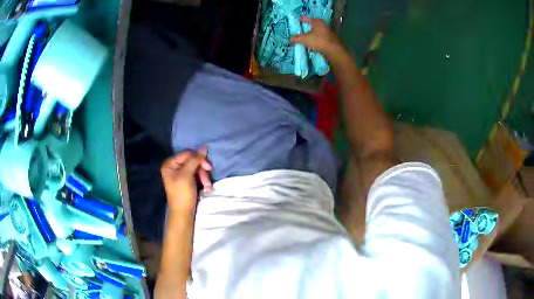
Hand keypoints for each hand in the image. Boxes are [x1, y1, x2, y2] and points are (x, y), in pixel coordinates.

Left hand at [161, 148, 211, 213]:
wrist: (184, 214)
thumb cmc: (182, 194)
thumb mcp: (187, 176)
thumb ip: (194, 160)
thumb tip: (204, 146)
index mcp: (170, 164)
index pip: (188, 154)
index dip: (199, 159)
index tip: (208, 168)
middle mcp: (174, 166)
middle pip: (193, 160)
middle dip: (202, 171)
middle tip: (207, 181)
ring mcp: (181, 173)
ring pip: (197, 168)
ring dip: (205, 177)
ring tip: (208, 187)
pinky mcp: (188, 180)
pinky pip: (198, 174)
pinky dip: (203, 180)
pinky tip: (207, 188)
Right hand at [290, 17, 344, 59]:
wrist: (334, 51)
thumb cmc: (319, 41)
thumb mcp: (305, 39)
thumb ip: (296, 38)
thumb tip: (289, 40)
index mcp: (317, 22)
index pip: (307, 18)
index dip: (301, 20)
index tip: (297, 21)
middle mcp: (324, 25)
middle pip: (313, 24)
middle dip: (307, 27)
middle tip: (300, 29)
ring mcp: (328, 32)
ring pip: (317, 31)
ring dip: (312, 34)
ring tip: (306, 37)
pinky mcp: (331, 40)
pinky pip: (321, 37)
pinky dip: (316, 39)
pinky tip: (313, 43)